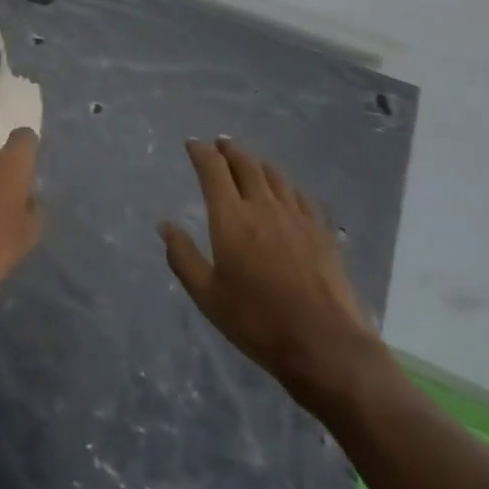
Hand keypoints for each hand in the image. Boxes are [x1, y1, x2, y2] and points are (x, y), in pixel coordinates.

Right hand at [161, 138, 382, 410]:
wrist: (323, 343)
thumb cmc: (257, 322)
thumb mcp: (208, 296)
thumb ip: (183, 257)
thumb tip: (165, 225)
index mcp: (231, 218)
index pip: (213, 169)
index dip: (201, 152)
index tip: (192, 144)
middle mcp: (262, 205)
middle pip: (245, 163)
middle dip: (229, 150)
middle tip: (219, 145)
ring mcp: (295, 215)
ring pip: (273, 174)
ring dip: (256, 162)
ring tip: (248, 162)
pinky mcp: (320, 229)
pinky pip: (299, 194)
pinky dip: (284, 184)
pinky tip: (284, 191)